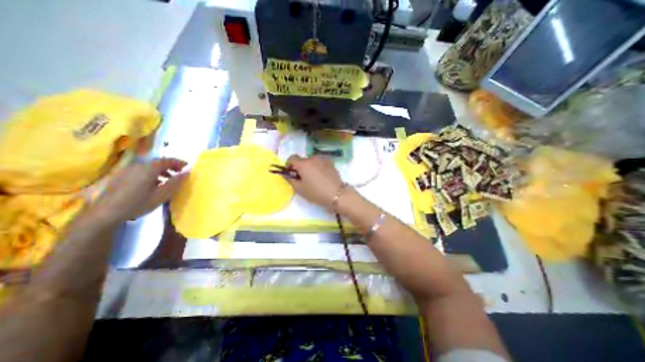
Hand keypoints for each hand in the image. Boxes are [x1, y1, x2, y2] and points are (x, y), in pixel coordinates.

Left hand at [90, 156, 186, 222]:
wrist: (105, 213)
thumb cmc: (138, 203)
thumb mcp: (162, 194)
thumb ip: (176, 182)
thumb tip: (188, 172)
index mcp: (149, 168)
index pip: (168, 160)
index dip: (179, 163)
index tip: (188, 167)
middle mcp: (138, 166)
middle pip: (158, 162)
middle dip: (171, 167)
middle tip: (180, 174)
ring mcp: (127, 170)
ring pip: (149, 167)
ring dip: (161, 171)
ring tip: (168, 180)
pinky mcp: (121, 176)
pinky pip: (141, 171)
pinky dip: (152, 174)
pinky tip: (153, 184)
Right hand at [286, 155, 341, 208]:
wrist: (336, 194)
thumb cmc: (316, 193)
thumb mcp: (300, 189)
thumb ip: (290, 179)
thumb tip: (286, 173)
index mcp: (303, 164)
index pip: (291, 158)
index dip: (289, 165)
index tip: (292, 173)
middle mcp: (312, 158)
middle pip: (302, 160)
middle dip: (301, 167)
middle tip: (304, 179)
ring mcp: (323, 159)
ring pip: (312, 161)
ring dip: (310, 167)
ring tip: (315, 178)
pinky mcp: (330, 162)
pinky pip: (320, 162)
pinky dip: (318, 167)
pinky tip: (322, 177)